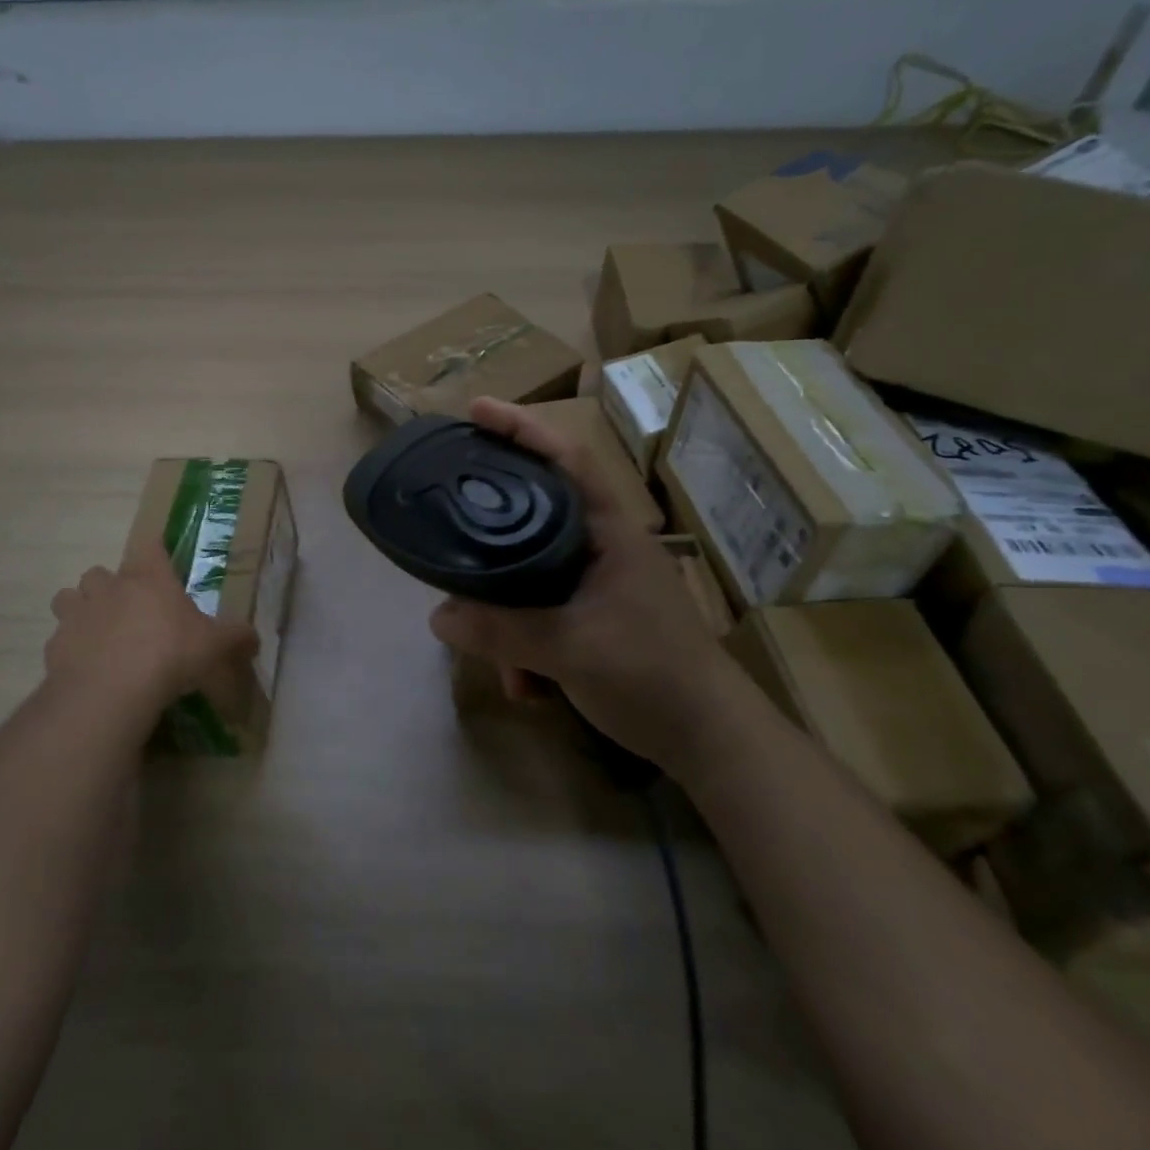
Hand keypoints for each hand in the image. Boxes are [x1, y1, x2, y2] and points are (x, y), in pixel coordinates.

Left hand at [45, 543, 258, 716]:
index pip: (149, 546)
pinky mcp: (55, 644)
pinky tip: (84, 665)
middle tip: (128, 610)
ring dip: (81, 609)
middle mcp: (109, 587)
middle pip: (100, 571)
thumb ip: (235, 637)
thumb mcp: (214, 646)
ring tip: (98, 632)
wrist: (113, 689)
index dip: (154, 552)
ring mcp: (78, 613)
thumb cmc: (170, 654)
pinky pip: (59, 637)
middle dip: (110, 586)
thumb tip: (255, 638)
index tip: (159, 562)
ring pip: (69, 597)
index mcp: (149, 578)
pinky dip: (69, 646)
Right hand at [429, 397, 731, 770]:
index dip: (523, 428)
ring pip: (532, 577)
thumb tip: (438, 615)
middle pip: (533, 518)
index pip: (566, 459)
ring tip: (501, 666)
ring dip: (508, 621)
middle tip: (447, 531)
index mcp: (607, 533)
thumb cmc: (651, 674)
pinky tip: (526, 688)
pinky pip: (543, 615)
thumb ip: (502, 630)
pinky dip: (526, 647)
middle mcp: (601, 548)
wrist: (711, 740)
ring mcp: (599, 585)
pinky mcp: (595, 619)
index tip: (477, 409)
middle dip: (491, 540)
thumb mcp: (570, 649)